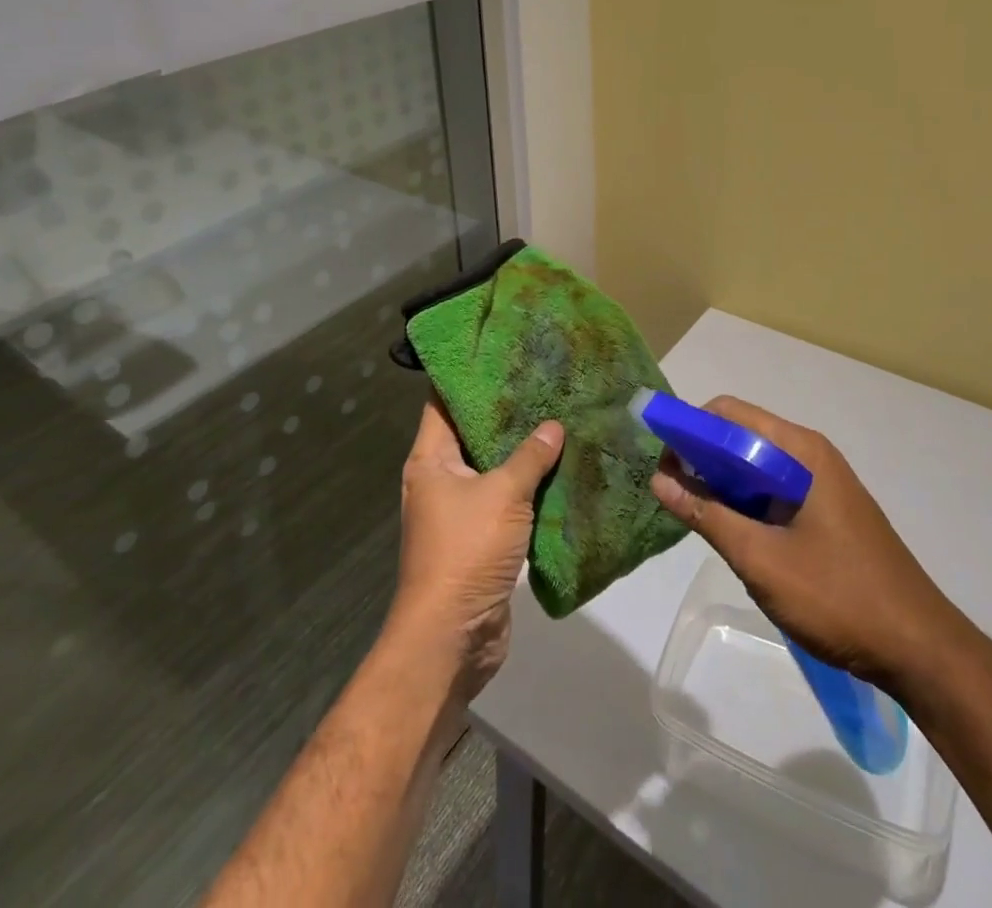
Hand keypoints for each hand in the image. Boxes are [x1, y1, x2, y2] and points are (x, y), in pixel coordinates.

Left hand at [391, 401, 563, 700]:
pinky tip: (561, 470)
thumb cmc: (466, 551)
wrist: (452, 638)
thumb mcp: (503, 494)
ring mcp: (460, 512)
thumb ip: (530, 456)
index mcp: (430, 460)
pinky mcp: (481, 539)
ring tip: (559, 418)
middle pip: (472, 434)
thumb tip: (554, 425)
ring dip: (522, 452)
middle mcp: (440, 480)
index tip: (499, 352)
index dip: (466, 376)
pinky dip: (529, 487)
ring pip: (493, 469)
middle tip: (543, 382)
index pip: (443, 403)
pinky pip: (506, 501)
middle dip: (506, 412)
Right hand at [650, 396, 973, 691]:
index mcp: (800, 450)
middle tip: (672, 493)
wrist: (921, 649)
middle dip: (702, 457)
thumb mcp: (761, 558)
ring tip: (695, 515)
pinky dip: (746, 501)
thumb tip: (659, 478)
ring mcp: (822, 483)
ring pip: (757, 466)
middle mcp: (810, 455)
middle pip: (742, 436)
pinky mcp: (827, 511)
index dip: (690, 428)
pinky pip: (774, 490)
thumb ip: (707, 515)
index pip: (729, 414)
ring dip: (723, 482)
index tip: (662, 461)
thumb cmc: (838, 596)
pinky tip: (732, 532)